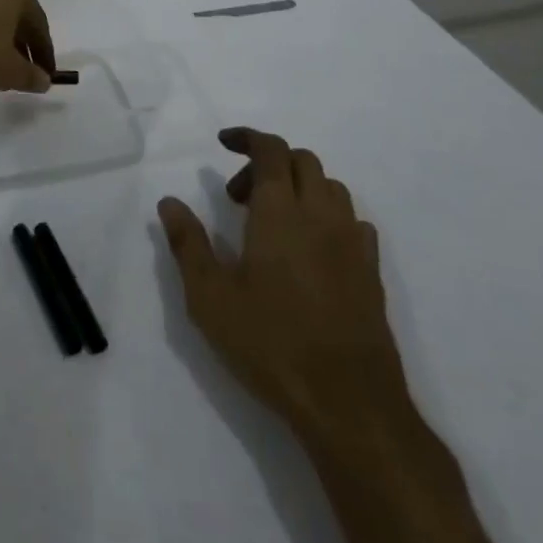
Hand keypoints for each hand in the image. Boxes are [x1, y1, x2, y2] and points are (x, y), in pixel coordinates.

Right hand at [158, 128, 406, 436]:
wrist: (350, 405)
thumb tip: (169, 202)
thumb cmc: (271, 344)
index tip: (223, 143)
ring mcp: (352, 243)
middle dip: (268, 163)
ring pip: (330, 187)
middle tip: (238, 197)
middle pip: (302, 161)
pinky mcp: (372, 273)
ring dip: (299, 187)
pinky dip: (328, 216)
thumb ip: (188, 243)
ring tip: (272, 222)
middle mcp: (321, 215)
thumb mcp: (210, 297)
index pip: (271, 150)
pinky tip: (311, 248)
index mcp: (281, 212)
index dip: (247, 138)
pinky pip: (352, 221)